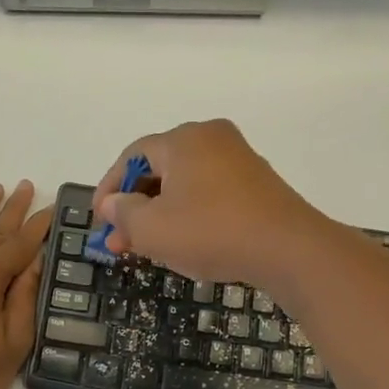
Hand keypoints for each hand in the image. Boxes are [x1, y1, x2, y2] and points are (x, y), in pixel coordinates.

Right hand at [91, 120, 329, 287]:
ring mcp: (239, 160)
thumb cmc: (212, 232)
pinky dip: (189, 214)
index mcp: (183, 140)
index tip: (99, 220)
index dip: (109, 188)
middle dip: (135, 206)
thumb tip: (113, 204)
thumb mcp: (153, 229)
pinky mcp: (257, 184)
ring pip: (185, 184)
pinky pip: (210, 193)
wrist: (289, 249)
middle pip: (160, 169)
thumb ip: (124, 214)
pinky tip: (184, 242)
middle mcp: (212, 139)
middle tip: (119, 241)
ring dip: (160, 214)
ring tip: (146, 247)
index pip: (133, 157)